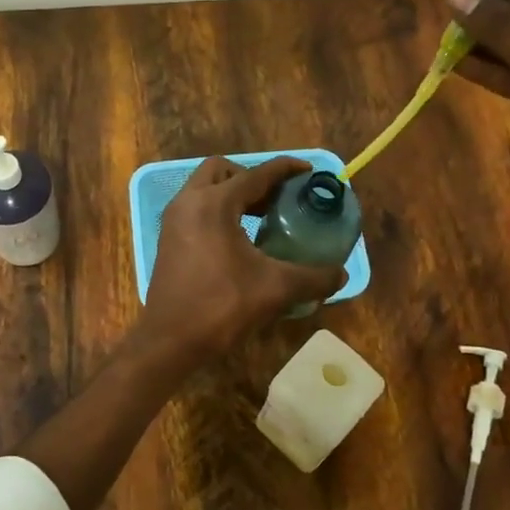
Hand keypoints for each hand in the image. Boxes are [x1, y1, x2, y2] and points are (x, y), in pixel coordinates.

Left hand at [138, 157, 346, 360]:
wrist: (169, 340)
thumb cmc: (221, 306)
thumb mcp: (274, 289)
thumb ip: (313, 278)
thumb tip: (341, 275)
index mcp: (214, 204)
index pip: (256, 174)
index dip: (284, 169)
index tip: (308, 171)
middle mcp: (189, 202)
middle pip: (222, 170)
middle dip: (252, 177)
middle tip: (277, 198)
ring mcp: (174, 220)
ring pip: (205, 188)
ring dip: (233, 193)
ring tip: (263, 217)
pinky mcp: (168, 239)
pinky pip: (196, 208)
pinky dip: (218, 210)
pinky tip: (240, 239)